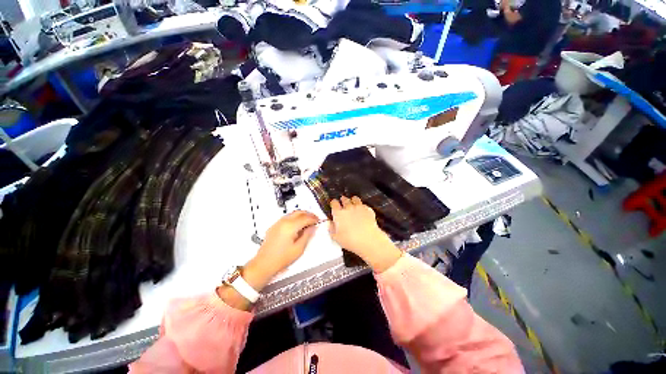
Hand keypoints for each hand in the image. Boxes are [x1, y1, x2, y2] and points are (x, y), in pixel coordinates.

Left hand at [251, 210, 318, 277]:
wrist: (264, 264)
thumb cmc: (280, 259)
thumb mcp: (299, 248)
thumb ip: (308, 235)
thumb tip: (313, 227)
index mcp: (290, 226)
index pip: (306, 218)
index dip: (314, 219)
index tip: (318, 221)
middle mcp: (283, 222)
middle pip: (299, 212)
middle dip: (308, 214)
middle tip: (314, 219)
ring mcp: (278, 223)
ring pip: (293, 213)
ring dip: (302, 215)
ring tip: (308, 222)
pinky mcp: (274, 226)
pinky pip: (287, 217)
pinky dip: (295, 218)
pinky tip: (298, 225)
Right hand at [329, 196, 401, 272]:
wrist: (368, 240)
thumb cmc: (351, 240)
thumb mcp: (336, 237)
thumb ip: (331, 229)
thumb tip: (329, 223)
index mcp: (338, 213)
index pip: (334, 203)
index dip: (333, 203)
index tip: (333, 204)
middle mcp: (348, 208)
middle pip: (344, 199)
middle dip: (343, 200)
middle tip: (342, 202)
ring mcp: (359, 207)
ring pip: (355, 199)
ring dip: (353, 200)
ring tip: (352, 202)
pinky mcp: (368, 210)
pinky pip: (364, 205)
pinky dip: (362, 206)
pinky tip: (362, 210)